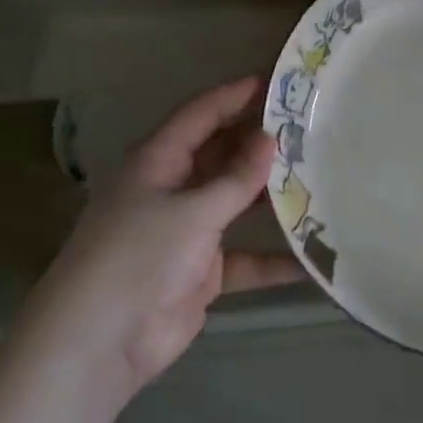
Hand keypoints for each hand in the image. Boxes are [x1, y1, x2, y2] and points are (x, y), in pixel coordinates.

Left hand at [25, 77, 300, 401]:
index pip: (200, 115)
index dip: (235, 96)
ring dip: (270, 197)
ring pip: (235, 204)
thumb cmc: (140, 256)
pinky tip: (314, 259)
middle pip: (221, 156)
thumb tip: (269, 139)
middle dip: (259, 143)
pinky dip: (273, 260)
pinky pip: (244, 259)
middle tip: (310, 128)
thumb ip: (235, 179)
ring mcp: (186, 232)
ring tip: (320, 178)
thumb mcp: (192, 211)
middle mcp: (171, 189)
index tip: (276, 81)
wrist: (103, 341)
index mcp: (157, 161)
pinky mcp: (201, 272)